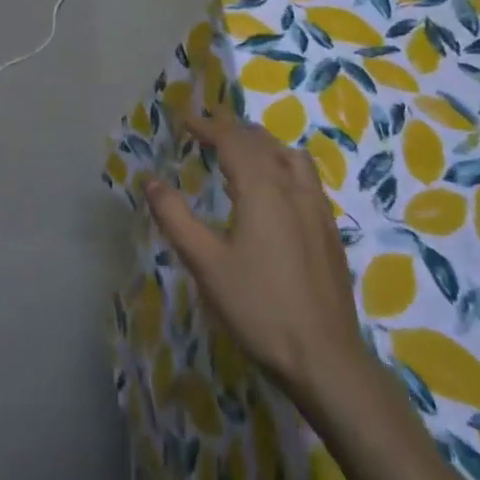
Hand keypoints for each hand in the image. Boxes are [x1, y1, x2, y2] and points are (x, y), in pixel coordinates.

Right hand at [144, 110, 365, 409]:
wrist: (326, 359)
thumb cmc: (259, 308)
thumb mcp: (206, 263)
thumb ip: (175, 217)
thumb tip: (150, 180)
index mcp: (262, 188)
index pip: (232, 140)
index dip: (207, 126)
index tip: (185, 121)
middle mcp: (293, 187)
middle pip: (262, 142)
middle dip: (232, 130)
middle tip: (207, 131)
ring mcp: (317, 209)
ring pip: (290, 156)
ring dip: (263, 145)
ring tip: (243, 152)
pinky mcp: (330, 231)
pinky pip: (305, 178)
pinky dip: (283, 166)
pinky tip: (276, 192)